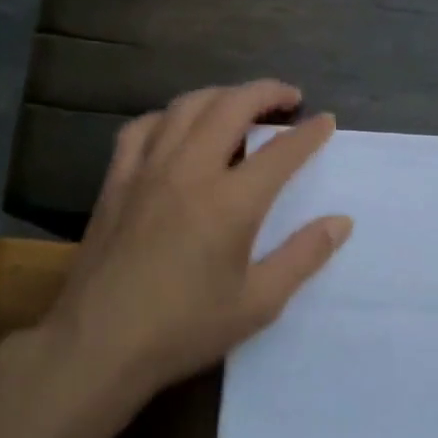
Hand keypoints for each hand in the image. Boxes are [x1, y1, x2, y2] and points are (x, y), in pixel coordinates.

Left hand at [38, 80, 351, 407]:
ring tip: (240, 105)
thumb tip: (340, 222)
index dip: (309, 132)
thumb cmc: (184, 329)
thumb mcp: (257, 303)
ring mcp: (146, 171)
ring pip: (185, 107)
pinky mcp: (115, 181)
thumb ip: (303, 257)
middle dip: (266, 93)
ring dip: (220, 96)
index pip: (280, 151)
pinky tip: (176, 129)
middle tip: (289, 98)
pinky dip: (168, 117)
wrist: (97, 345)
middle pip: (231, 107)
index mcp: (230, 202)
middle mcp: (189, 171)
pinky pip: (141, 128)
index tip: (326, 121)